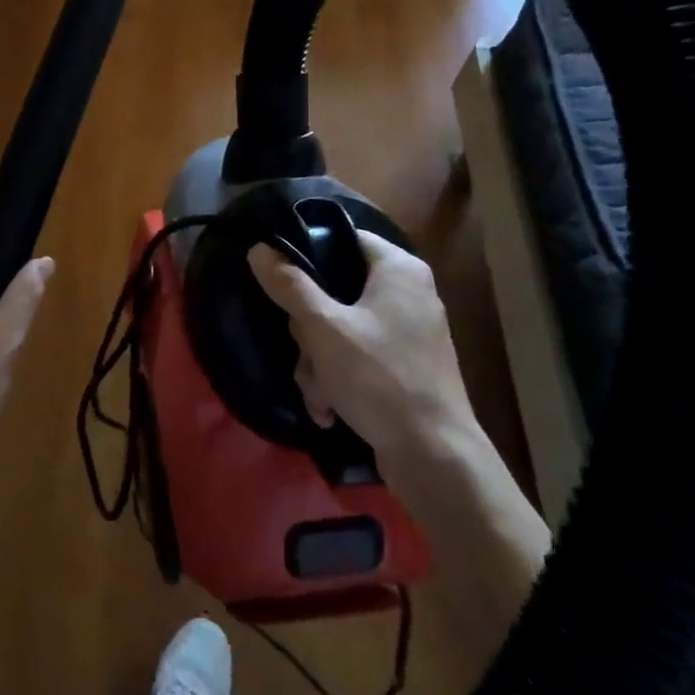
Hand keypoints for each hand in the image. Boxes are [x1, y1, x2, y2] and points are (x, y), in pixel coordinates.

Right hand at [247, 232, 474, 455]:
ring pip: (340, 330)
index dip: (308, 254)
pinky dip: (339, 380)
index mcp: (398, 269)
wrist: (435, 457)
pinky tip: (331, 410)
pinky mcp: (405, 367)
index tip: (282, 282)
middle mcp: (408, 293)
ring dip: (318, 363)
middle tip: (306, 352)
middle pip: (335, 291)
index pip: (343, 238)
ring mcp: (408, 332)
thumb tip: (259, 248)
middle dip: (309, 332)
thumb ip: (290, 285)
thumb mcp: (324, 328)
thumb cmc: (379, 378)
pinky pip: (358, 358)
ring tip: (320, 394)